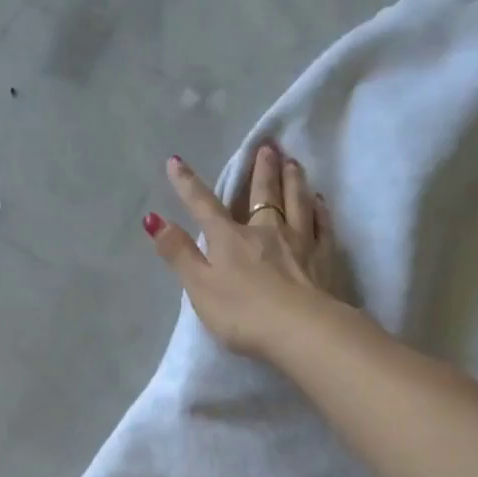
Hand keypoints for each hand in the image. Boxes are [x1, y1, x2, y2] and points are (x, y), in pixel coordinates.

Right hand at [144, 142, 342, 359]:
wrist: (300, 330)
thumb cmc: (243, 313)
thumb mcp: (200, 287)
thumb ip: (178, 253)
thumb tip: (154, 219)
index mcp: (230, 239)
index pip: (204, 205)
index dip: (187, 184)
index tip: (176, 161)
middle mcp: (266, 231)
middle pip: (262, 194)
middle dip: (261, 169)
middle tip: (268, 146)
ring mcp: (299, 242)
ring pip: (296, 202)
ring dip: (293, 180)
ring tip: (293, 162)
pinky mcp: (324, 259)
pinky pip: (322, 226)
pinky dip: (320, 210)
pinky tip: (320, 201)